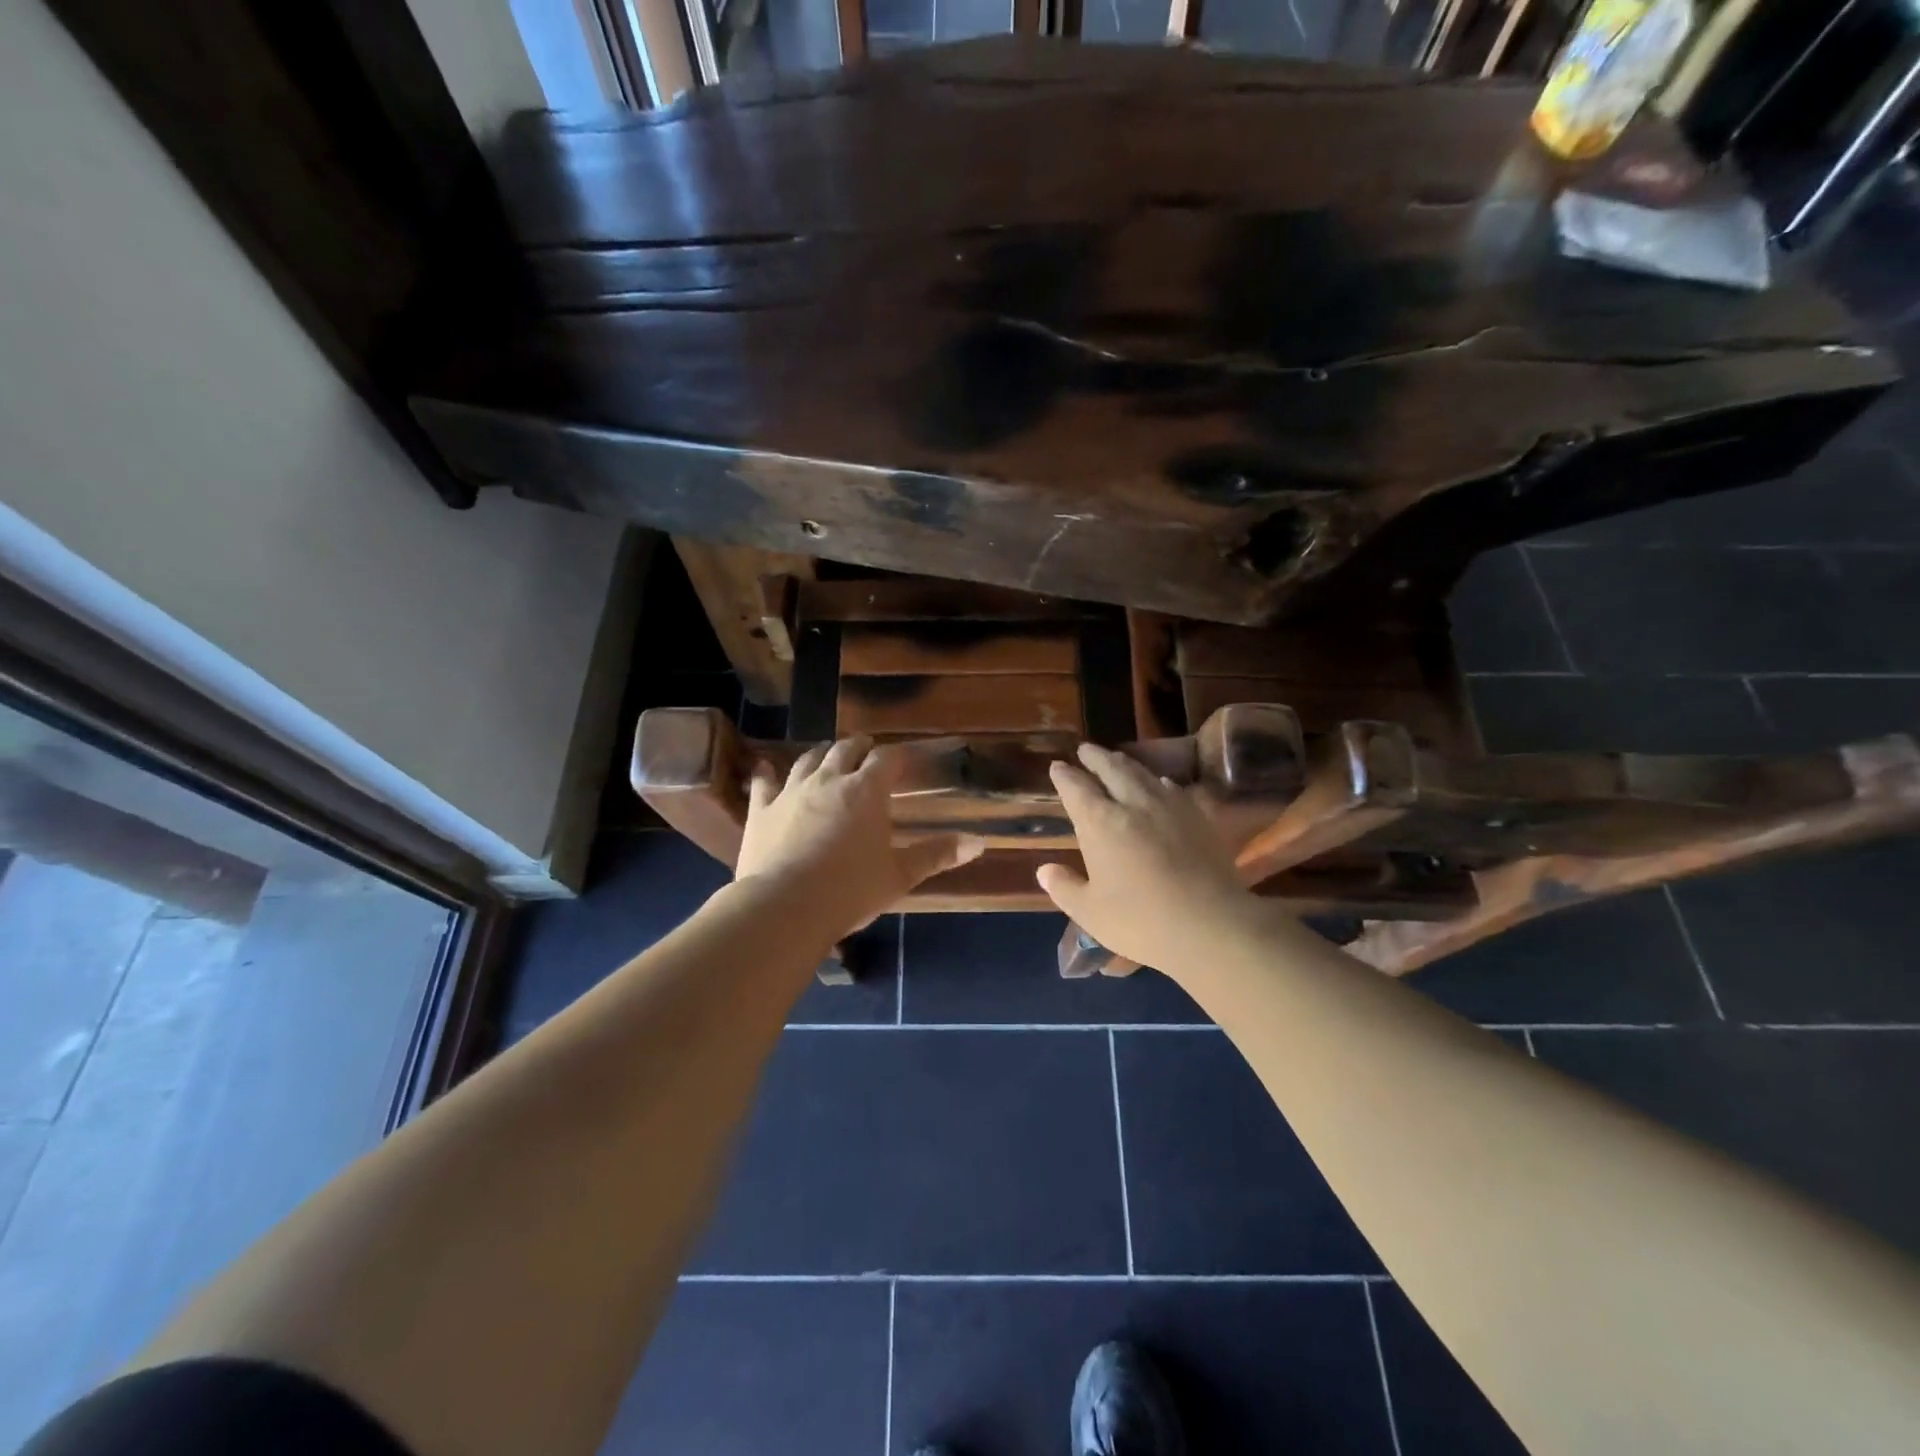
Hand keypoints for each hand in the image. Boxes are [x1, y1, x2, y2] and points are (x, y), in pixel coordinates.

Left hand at [735, 736, 984, 939]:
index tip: (905, 759)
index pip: (887, 758)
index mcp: (867, 791)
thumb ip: (938, 855)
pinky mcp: (762, 809)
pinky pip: (764, 783)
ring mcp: (791, 791)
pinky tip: (765, 768)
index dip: (898, 755)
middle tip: (867, 749)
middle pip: (846, 750)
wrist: (785, 906)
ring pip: (808, 760)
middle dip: (860, 747)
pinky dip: (767, 773)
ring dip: (821, 754)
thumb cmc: (850, 890)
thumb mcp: (900, 875)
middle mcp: (829, 780)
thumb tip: (980, 842)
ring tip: (827, 755)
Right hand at [1037, 743, 1268, 974]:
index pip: (1076, 788)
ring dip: (1124, 763)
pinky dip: (1158, 781)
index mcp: (1099, 823)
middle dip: (1095, 757)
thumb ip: (1065, 888)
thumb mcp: (1090, 912)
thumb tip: (1045, 870)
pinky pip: (1172, 788)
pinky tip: (1160, 784)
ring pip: (1142, 773)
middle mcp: (1132, 804)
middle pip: (1111, 768)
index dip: (1064, 775)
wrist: (1211, 924)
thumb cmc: (1141, 922)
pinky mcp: (1197, 816)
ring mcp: (1168, 807)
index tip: (1057, 766)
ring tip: (1116, 759)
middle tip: (1085, 749)